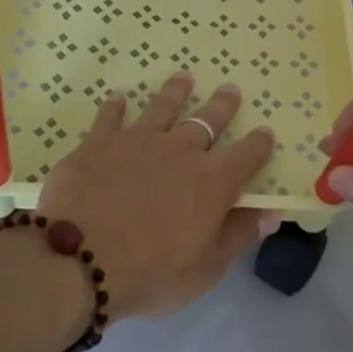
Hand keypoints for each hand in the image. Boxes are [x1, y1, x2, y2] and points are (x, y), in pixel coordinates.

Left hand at [38, 72, 278, 319]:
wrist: (80, 262)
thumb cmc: (151, 274)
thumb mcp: (206, 268)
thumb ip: (239, 234)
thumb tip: (271, 213)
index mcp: (213, 181)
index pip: (247, 155)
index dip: (259, 143)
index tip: (266, 132)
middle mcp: (180, 150)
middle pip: (208, 120)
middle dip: (223, 105)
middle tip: (230, 89)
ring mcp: (137, 140)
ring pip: (162, 107)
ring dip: (175, 92)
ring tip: (183, 78)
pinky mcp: (98, 143)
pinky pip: (110, 117)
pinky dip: (116, 106)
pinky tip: (118, 97)